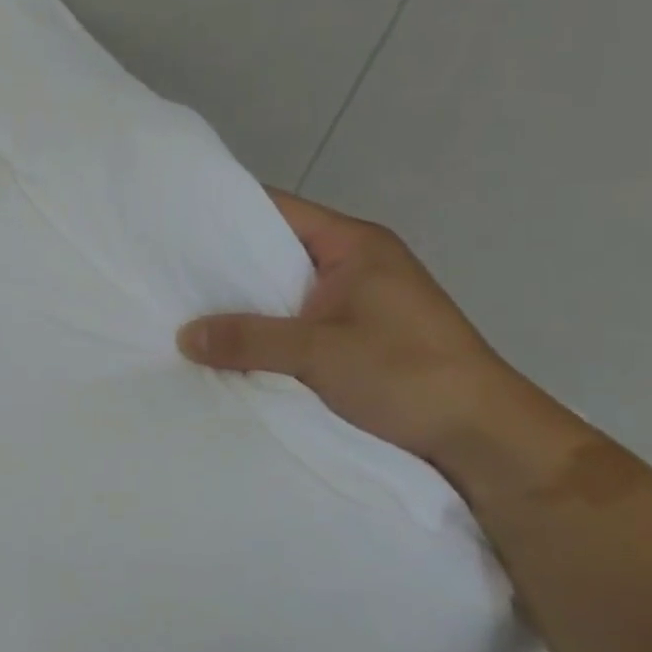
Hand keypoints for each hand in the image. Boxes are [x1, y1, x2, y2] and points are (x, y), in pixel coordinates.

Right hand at [178, 189, 534, 465]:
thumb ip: (248, 339)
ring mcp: (356, 304)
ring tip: (183, 311)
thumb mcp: (320, 352)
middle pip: (275, 252)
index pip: (277, 209)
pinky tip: (224, 347)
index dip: (225, 213)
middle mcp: (354, 265)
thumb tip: (183, 336)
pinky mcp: (354, 339)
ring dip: (242, 305)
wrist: (484, 442)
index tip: (173, 226)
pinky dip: (261, 333)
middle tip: (166, 274)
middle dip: (225, 266)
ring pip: (282, 293)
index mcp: (355, 245)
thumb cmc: (409, 375)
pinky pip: (293, 324)